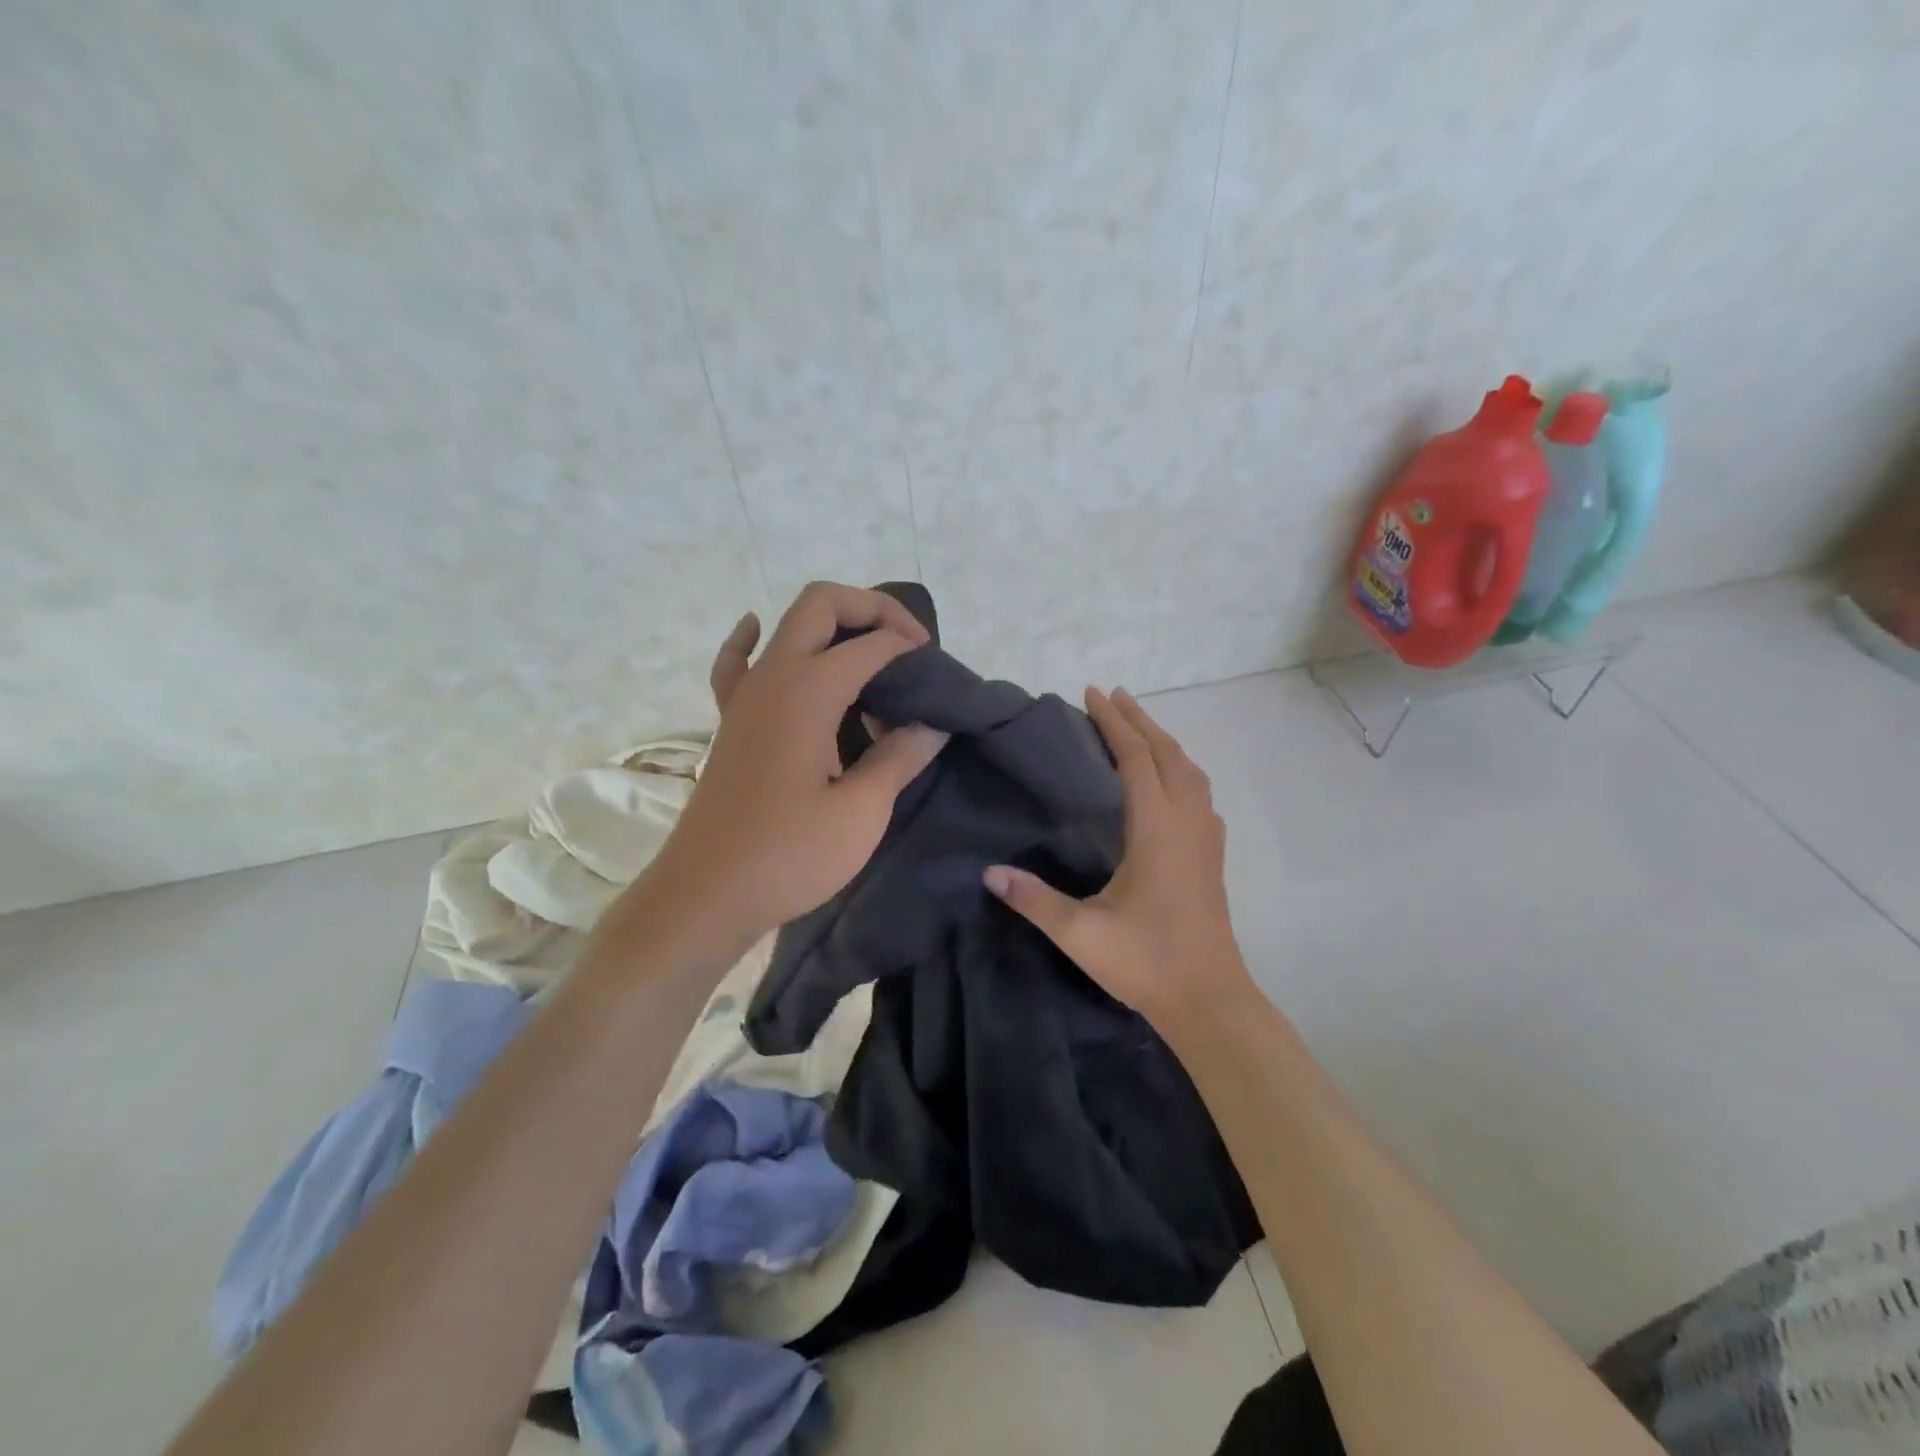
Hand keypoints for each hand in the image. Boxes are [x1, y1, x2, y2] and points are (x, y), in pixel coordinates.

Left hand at [645, 583, 948, 952]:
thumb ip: (900, 758)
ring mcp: (744, 696)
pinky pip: (738, 662)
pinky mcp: (731, 722)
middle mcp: (772, 676)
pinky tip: (758, 631)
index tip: (939, 681)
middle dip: (872, 609)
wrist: (706, 895)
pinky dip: (752, 640)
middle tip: (910, 645)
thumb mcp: (861, 812)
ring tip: (872, 663)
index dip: (911, 650)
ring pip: (787, 627)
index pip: (872, 644)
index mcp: (807, 690)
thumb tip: (932, 726)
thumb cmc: (789, 855)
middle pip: (821, 604)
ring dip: (833, 628)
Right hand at [983, 688, 1252, 1024]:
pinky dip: (1181, 769)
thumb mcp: (1080, 934)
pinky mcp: (1212, 857)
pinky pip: (1199, 792)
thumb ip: (1034, 900)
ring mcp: (1206, 839)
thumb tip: (989, 873)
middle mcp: (1187, 823)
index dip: (1114, 723)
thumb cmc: (1146, 962)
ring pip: (1190, 771)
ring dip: (1164, 742)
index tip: (1092, 693)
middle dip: (1140, 720)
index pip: (1136, 758)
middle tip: (1111, 696)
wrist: (1210, 1000)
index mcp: (1157, 829)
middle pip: (1168, 754)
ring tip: (1139, 728)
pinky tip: (1169, 783)